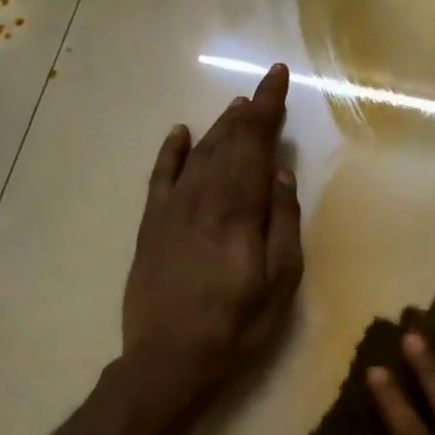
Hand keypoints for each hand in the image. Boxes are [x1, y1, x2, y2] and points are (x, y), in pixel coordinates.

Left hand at [122, 63, 302, 404]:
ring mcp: (172, 208)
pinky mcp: (150, 225)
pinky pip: (160, 176)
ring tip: (236, 107)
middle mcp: (203, 196)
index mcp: (239, 208)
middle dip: (248, 111)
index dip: (268, 107)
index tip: (278, 76)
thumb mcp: (281, 281)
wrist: (170, 358)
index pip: (255, 143)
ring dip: (219, 127)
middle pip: (226, 141)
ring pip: (198, 153)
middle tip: (263, 88)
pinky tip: (181, 132)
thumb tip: (282, 174)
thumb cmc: (237, 325)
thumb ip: (283, 222)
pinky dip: (171, 151)